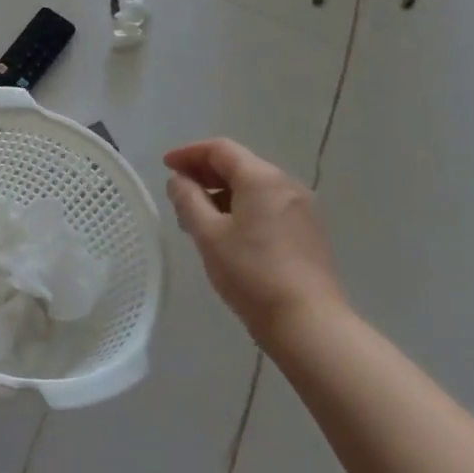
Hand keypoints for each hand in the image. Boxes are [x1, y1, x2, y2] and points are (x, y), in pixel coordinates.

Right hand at [163, 139, 346, 337]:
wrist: (308, 322)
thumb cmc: (251, 274)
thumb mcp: (209, 235)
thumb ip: (188, 200)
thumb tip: (178, 180)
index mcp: (261, 178)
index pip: (220, 150)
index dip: (189, 153)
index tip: (166, 165)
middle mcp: (286, 184)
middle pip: (239, 165)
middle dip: (205, 173)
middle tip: (178, 192)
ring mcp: (301, 208)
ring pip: (253, 187)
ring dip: (222, 193)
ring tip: (197, 217)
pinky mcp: (307, 231)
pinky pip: (267, 205)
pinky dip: (242, 207)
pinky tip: (227, 233)